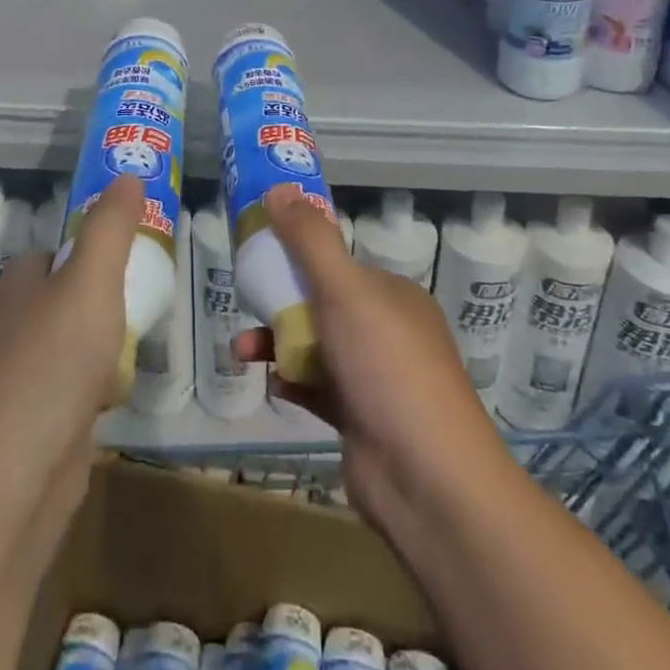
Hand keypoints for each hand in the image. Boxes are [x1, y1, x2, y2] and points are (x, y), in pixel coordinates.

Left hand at [0, 175, 142, 538]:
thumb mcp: (91, 280)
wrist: (14, 480)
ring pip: (75, 342)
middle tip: (148, 300)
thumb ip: (111, 227)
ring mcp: (21, 375)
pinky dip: (98, 385)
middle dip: (109, 300)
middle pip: (71, 296)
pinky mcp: (34, 420)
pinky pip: (75, 385)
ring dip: (107, 344)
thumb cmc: (54, 362)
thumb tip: (127, 174)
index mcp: (17, 285)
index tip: (137, 257)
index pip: (58, 251)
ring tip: (139, 344)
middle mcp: (12, 324)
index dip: (97, 250)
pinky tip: (118, 394)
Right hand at [234, 187, 512, 541]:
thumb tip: (278, 188)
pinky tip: (272, 383)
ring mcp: (375, 378)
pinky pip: (317, 388)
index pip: (338, 264)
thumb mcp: (346, 291)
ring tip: (241, 350)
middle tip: (244, 303)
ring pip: (316, 347)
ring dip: (277, 343)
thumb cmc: (388, 367)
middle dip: (279, 303)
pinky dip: (293, 381)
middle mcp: (387, 331)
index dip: (298, 256)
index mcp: (392, 295)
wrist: (428, 480)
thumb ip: (311, 240)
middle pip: (322, 305)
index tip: (259, 256)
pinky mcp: (361, 419)